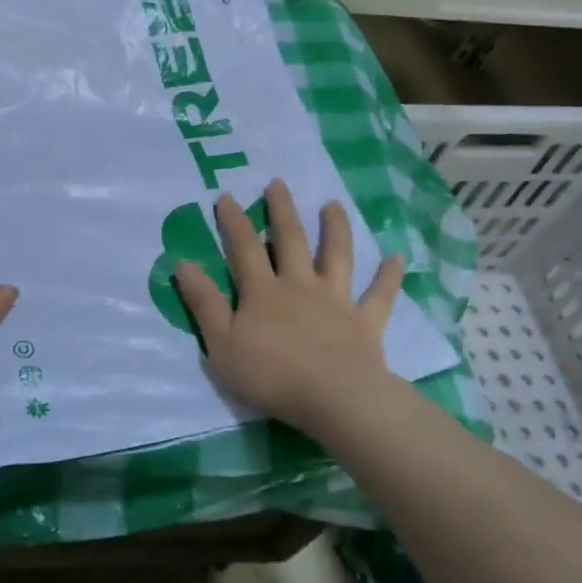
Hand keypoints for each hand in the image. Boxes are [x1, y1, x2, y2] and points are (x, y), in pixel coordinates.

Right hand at [175, 179, 409, 436]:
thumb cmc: (271, 374)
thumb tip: (183, 263)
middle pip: (291, 241)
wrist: (333, 398)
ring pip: (337, 257)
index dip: (234, 222)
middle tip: (278, 183)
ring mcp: (336, 301)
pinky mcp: (365, 323)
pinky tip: (398, 257)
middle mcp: (300, 286)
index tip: (227, 196)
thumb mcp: (222, 343)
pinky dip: (389, 276)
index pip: (244, 248)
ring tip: (333, 204)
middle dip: (282, 211)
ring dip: (335, 229)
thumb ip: (204, 303)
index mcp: (263, 292)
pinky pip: (379, 295)